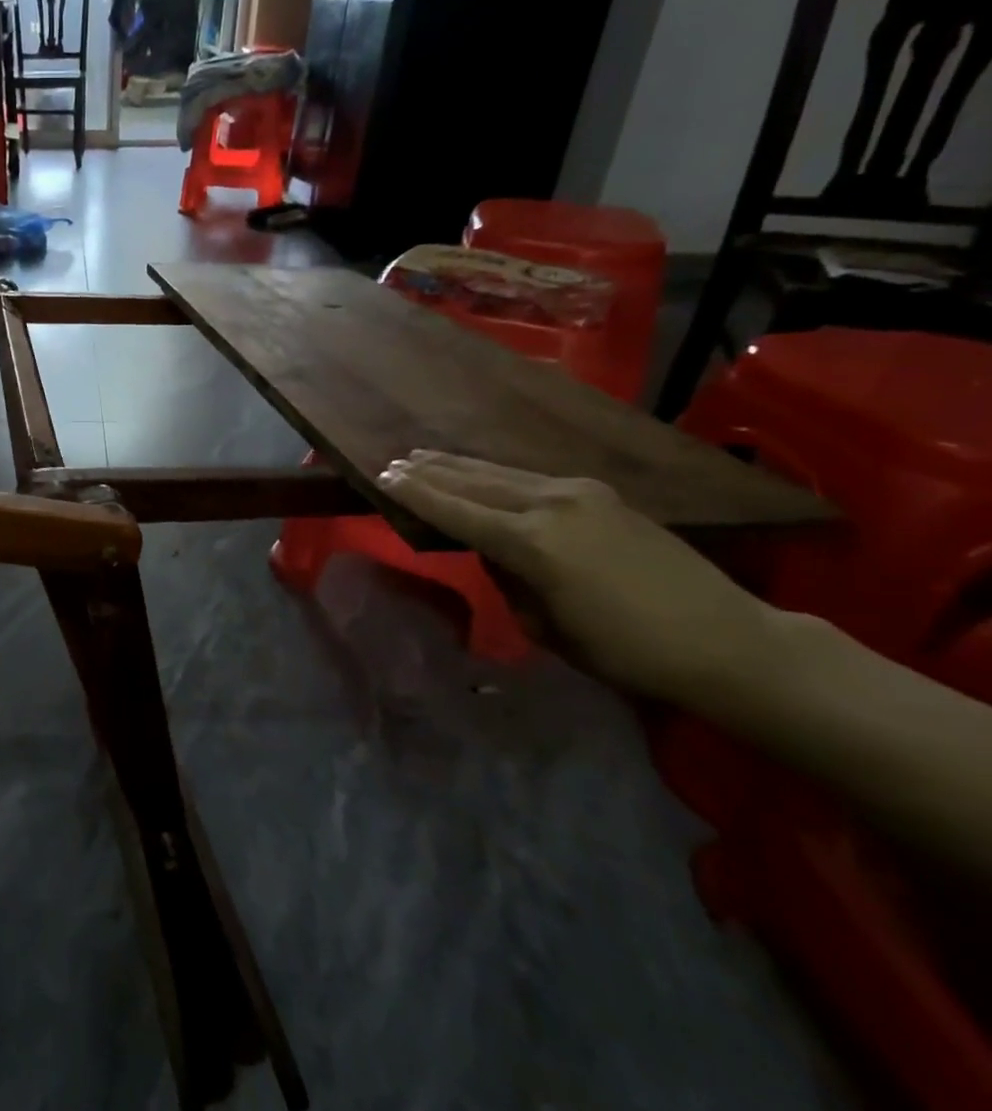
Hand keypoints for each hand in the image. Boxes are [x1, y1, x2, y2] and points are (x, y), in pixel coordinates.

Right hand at [375, 451, 783, 704]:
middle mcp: (551, 505)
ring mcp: (579, 493)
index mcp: (533, 544)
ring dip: (459, 466)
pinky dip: (494, 473)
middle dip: (430, 471)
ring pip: (501, 472)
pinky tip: (481, 473)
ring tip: (424, 457)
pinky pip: (530, 477)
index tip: (382, 478)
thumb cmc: (629, 652)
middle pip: (474, 480)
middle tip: (393, 462)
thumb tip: (494, 551)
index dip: (415, 494)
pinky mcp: (601, 493)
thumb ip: (509, 580)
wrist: (728, 640)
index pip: (455, 511)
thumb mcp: (548, 628)